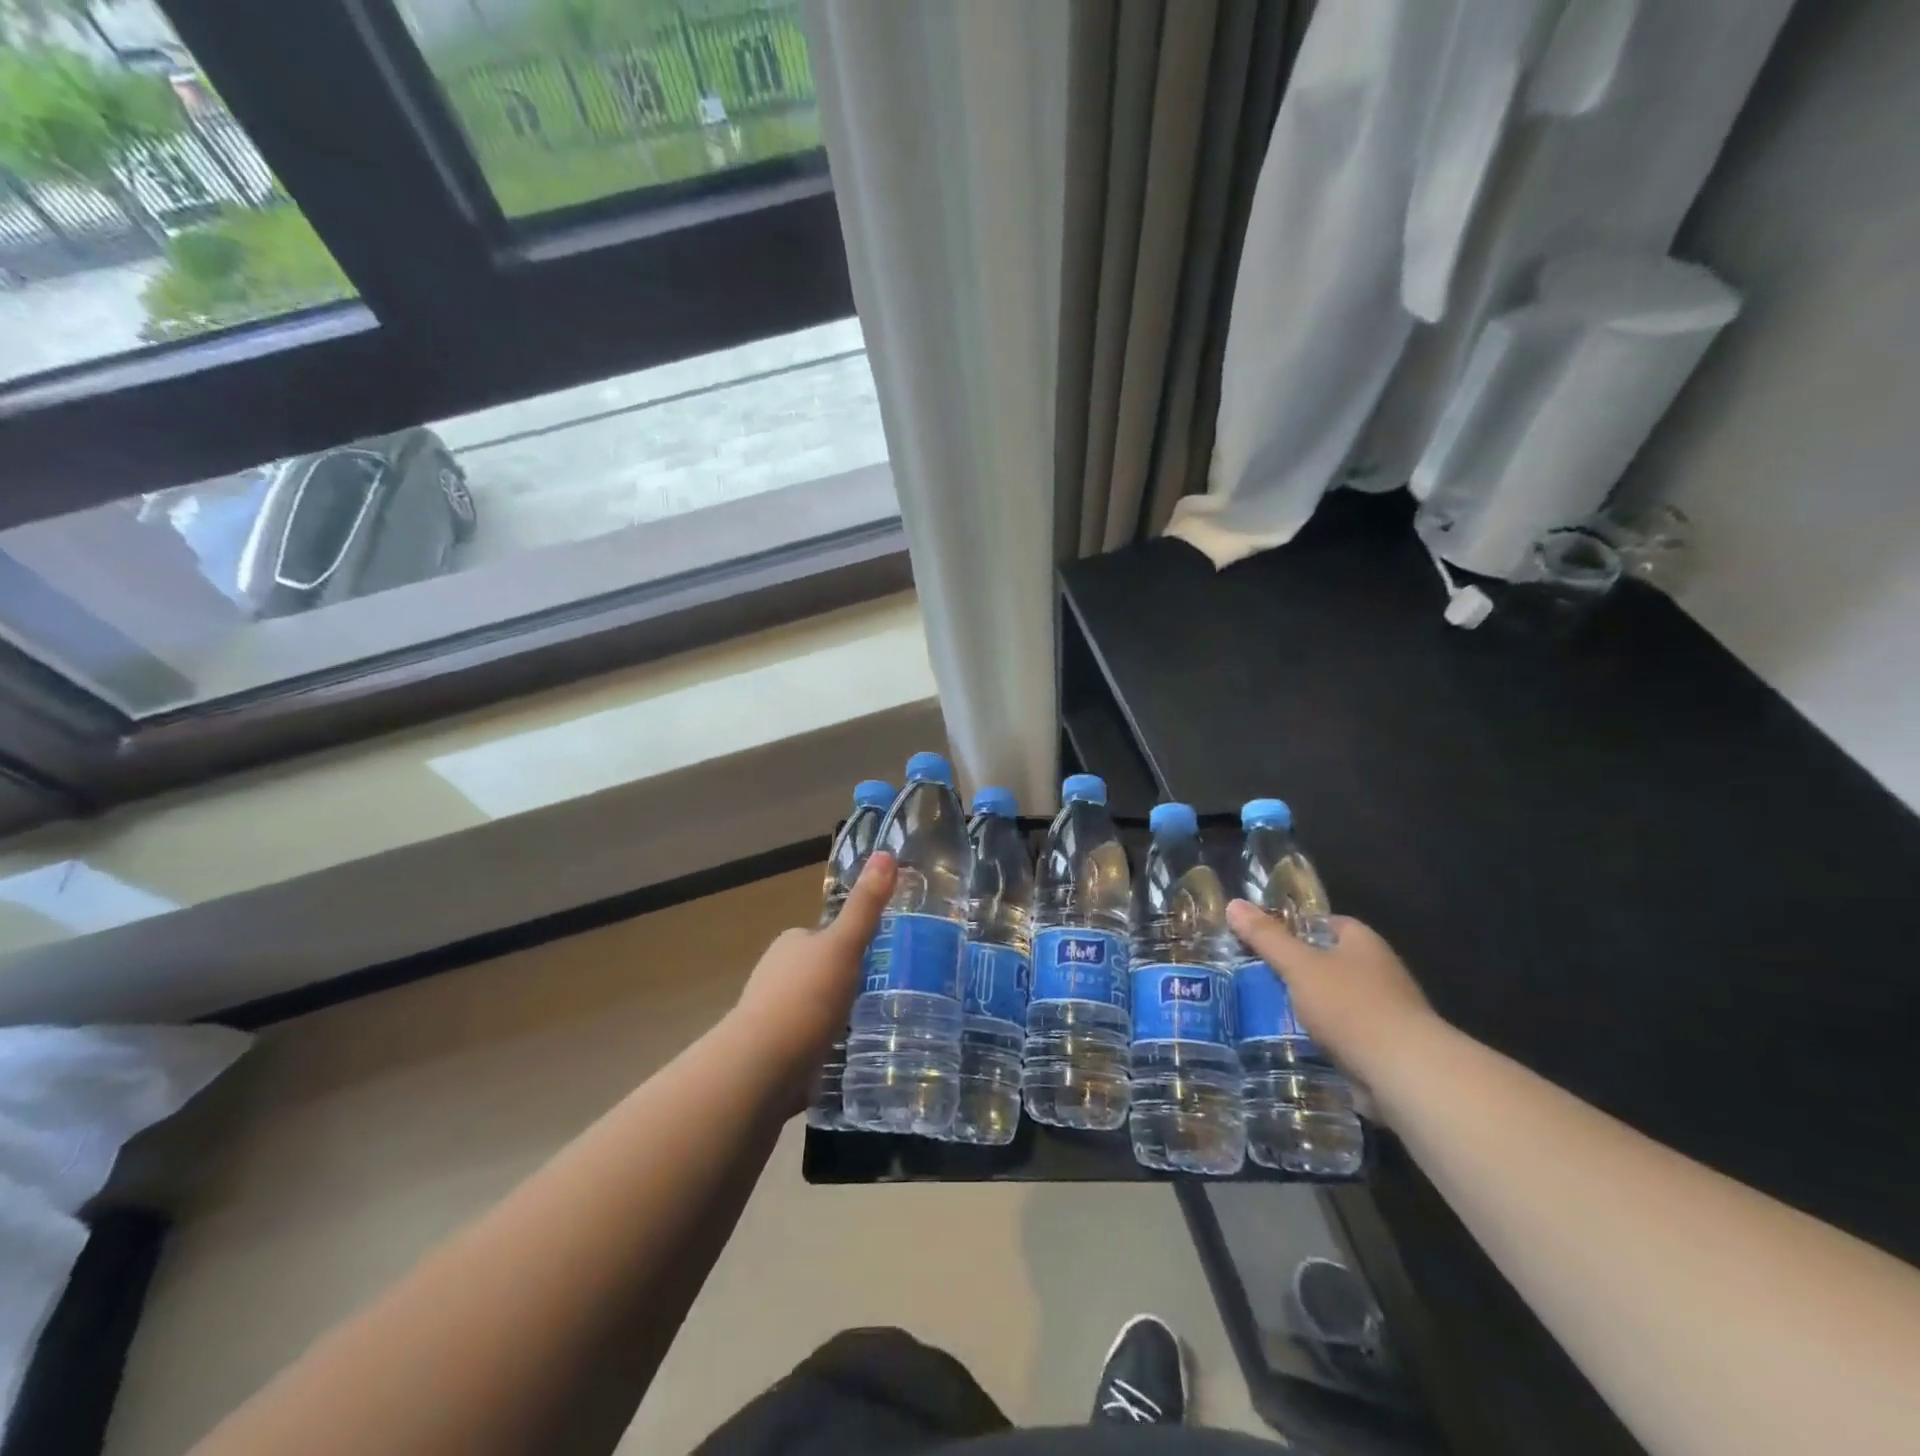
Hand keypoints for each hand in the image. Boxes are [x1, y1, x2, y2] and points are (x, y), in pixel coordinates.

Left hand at [729, 853, 895, 1090]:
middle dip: (840, 984)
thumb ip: (866, 906)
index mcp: (789, 945)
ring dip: (831, 1019)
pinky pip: (805, 1045)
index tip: (875, 961)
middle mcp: (774, 976)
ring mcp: (770, 1018)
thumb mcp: (844, 945)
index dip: (846, 946)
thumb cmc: (806, 997)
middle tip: (879, 999)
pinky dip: (821, 1050)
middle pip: (816, 973)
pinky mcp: (771, 1056)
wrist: (763, 1066)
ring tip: (867, 1031)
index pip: (821, 937)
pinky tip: (842, 1060)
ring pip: (810, 1011)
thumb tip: (886, 853)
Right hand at [1225, 902, 1439, 1084]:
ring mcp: (1385, 1012)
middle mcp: (1379, 972)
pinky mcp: (1384, 1049)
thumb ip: (1266, 938)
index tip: (1262, 939)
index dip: (1295, 927)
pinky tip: (1293, 1046)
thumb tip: (1233, 904)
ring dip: (1308, 1009)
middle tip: (1255, 977)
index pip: (1326, 923)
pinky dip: (1321, 1040)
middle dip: (1296, 971)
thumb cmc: (1351, 1006)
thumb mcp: (1299, 966)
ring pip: (1335, 1002)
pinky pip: (1343, 1036)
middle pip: (1329, 963)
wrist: (1405, 1073)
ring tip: (1264, 1014)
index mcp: (1363, 943)